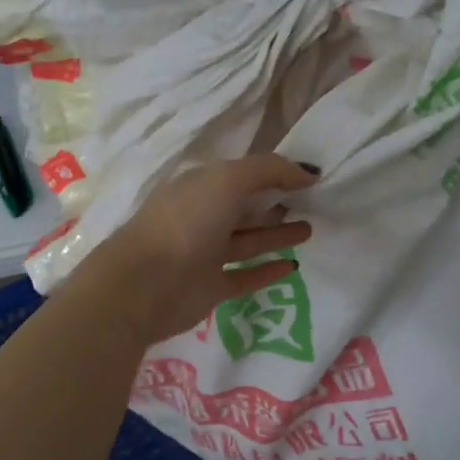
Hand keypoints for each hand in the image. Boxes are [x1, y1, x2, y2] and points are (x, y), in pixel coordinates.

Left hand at [78, 154, 317, 346]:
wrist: (145, 284)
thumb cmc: (186, 222)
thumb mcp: (227, 180)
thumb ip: (268, 170)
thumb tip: (309, 172)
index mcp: (199, 187)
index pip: (241, 176)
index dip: (273, 174)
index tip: (309, 177)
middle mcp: (201, 218)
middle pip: (244, 208)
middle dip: (275, 204)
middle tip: (314, 204)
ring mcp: (204, 255)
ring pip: (247, 241)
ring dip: (276, 234)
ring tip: (310, 229)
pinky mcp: (210, 288)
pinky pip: (244, 276)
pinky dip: (267, 271)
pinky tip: (293, 266)